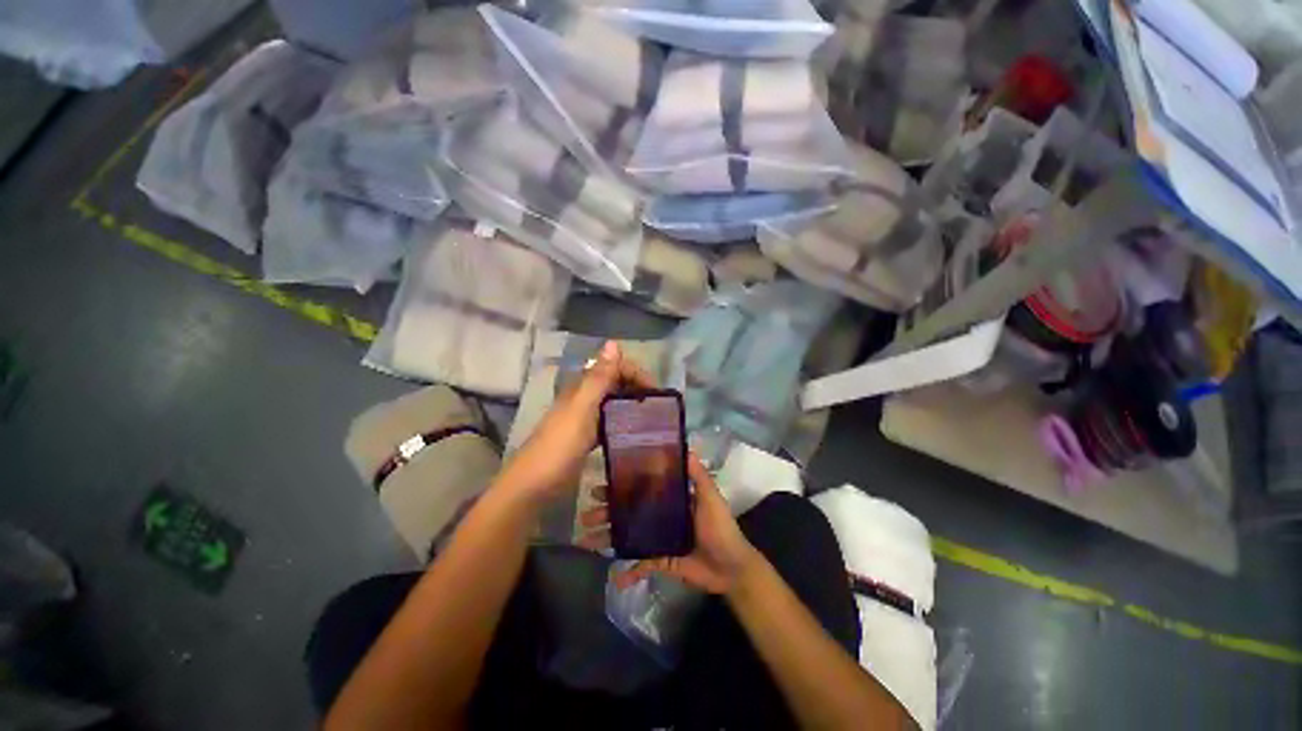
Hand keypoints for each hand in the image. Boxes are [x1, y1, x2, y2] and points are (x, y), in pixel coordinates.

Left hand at [496, 341, 653, 504]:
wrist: (533, 487)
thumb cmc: (559, 446)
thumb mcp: (582, 409)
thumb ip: (598, 378)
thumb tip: (613, 342)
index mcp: (582, 387)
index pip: (613, 367)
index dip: (635, 373)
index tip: (656, 392)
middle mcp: (584, 398)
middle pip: (614, 383)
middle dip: (636, 388)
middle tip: (658, 407)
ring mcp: (585, 419)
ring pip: (613, 402)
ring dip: (631, 404)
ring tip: (652, 419)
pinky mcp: (586, 438)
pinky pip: (610, 422)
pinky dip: (624, 422)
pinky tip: (636, 434)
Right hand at [579, 453, 760, 594]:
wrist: (732, 567)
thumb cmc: (721, 528)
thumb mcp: (711, 498)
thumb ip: (699, 476)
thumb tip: (686, 448)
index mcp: (671, 499)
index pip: (642, 488)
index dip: (622, 486)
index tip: (601, 484)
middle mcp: (661, 516)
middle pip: (629, 512)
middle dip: (607, 513)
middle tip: (585, 513)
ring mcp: (659, 539)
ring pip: (629, 537)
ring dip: (609, 539)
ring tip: (587, 541)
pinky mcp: (662, 561)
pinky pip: (642, 565)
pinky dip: (629, 572)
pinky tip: (615, 577)